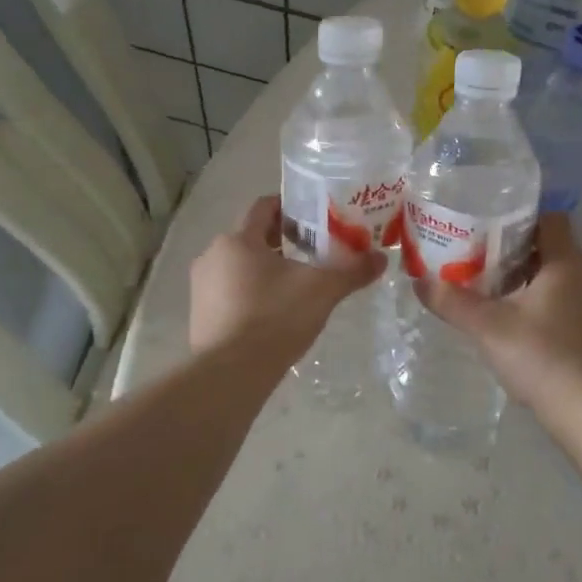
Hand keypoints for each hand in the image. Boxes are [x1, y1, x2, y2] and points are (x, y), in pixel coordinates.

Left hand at [189, 196, 383, 358]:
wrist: (230, 374)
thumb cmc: (274, 318)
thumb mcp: (321, 291)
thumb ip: (351, 271)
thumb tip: (381, 258)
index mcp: (238, 240)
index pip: (263, 207)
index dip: (290, 207)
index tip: (314, 218)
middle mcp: (212, 256)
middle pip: (251, 237)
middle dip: (281, 241)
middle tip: (313, 251)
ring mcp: (201, 287)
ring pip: (239, 266)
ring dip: (265, 269)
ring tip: (296, 284)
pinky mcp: (199, 315)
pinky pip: (229, 292)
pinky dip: (250, 294)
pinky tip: (273, 313)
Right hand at [414, 213, 581, 418]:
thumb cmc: (539, 355)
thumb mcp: (486, 326)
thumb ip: (451, 302)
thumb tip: (418, 282)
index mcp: (567, 264)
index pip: (551, 220)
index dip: (521, 220)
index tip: (490, 230)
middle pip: (552, 250)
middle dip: (517, 252)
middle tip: (481, 261)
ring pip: (560, 280)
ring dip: (530, 281)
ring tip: (495, 293)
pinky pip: (567, 305)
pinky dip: (544, 306)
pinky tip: (519, 327)